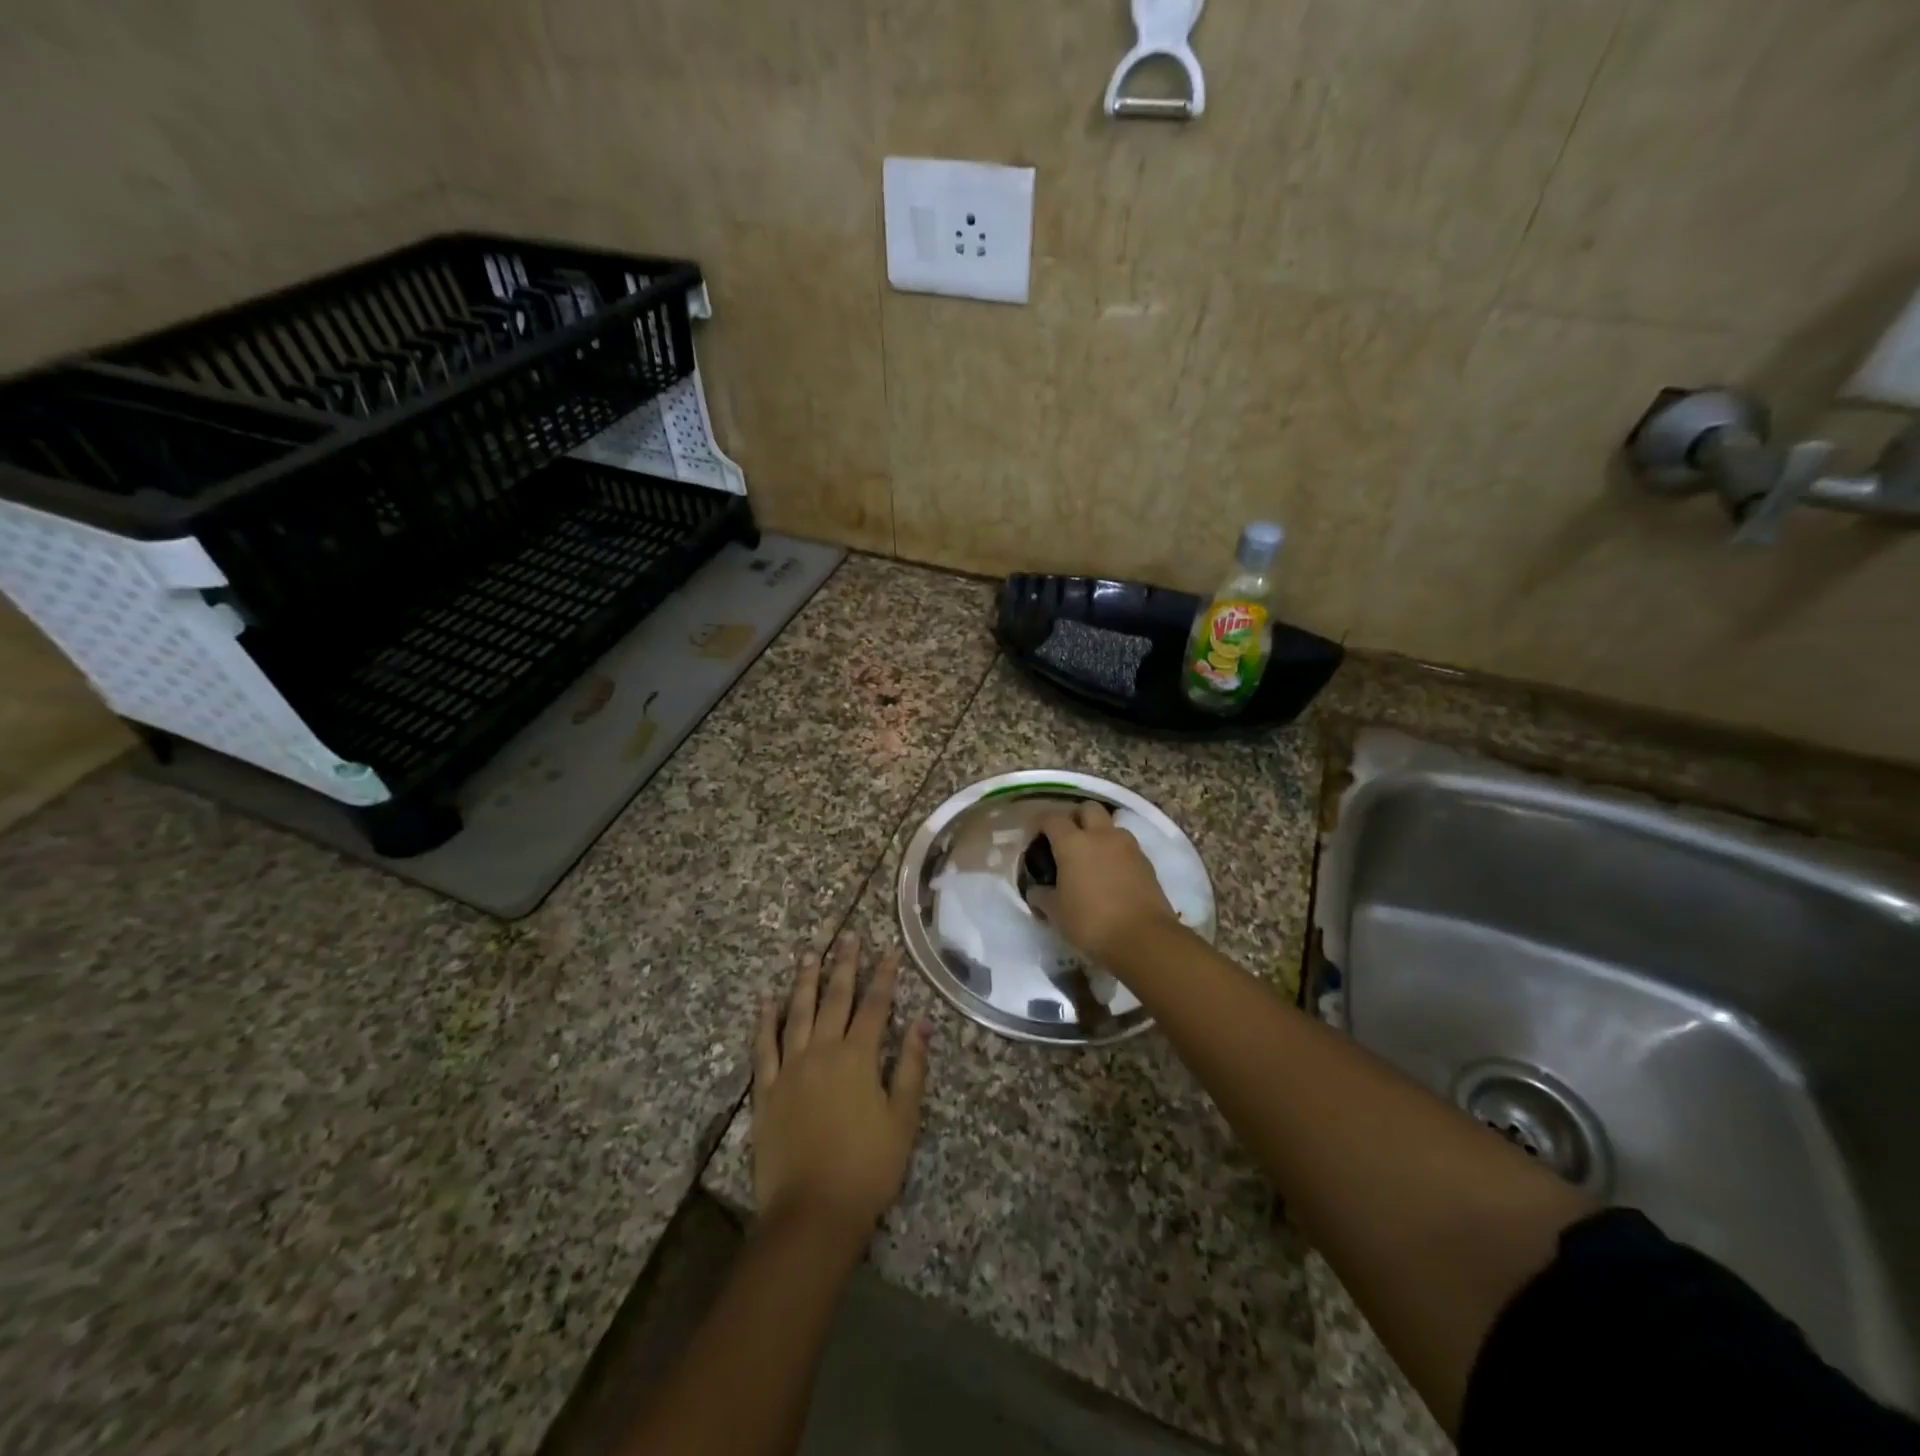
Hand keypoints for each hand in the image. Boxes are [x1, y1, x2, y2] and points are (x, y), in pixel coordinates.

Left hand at [753, 934, 930, 1245]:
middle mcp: (823, 1051)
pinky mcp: (767, 1089)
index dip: (884, 976)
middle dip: (844, 965)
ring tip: (809, 953)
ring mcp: (791, 1068)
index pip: (875, 1005)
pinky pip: (764, 1045)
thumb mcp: (903, 1119)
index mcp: (859, 1057)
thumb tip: (923, 1023)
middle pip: (835, 998)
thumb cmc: (867, 1168)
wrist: (812, 1212)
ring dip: (805, 981)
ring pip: (798, 1012)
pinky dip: (765, 1020)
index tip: (889, 950)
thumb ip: (911, 1067)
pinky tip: (767, 1000)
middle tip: (847, 936)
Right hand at [1030, 802, 1179, 961]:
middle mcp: (1101, 835)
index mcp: (1073, 842)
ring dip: (1098, 833)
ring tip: (1090, 858)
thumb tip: (1036, 890)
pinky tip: (1110, 874)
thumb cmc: (1090, 922)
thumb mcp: (1055, 912)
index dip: (1039, 824)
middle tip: (1065, 839)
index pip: (1051, 818)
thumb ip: (1041, 895)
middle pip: (1087, 808)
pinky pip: (1126, 846)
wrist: (1143, 938)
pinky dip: (1115, 852)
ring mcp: (1128, 846)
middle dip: (1074, 817)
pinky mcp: (1146, 862)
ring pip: (1110, 825)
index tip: (1033, 838)